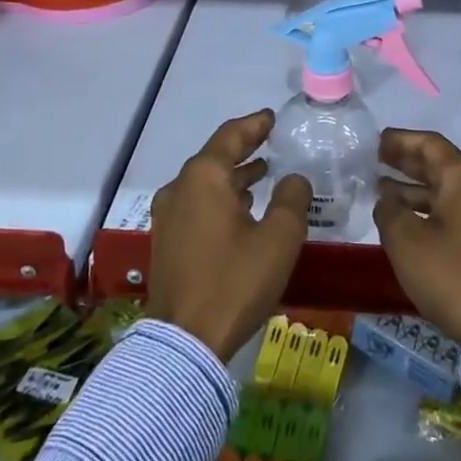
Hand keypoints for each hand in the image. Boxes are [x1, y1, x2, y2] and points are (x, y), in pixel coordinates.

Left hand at [145, 110, 310, 361]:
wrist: (185, 343)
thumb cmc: (235, 281)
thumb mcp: (279, 238)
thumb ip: (292, 198)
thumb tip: (293, 179)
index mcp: (204, 177)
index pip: (231, 135)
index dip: (254, 125)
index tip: (273, 118)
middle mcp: (179, 188)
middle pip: (215, 157)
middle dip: (244, 149)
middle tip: (272, 142)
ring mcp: (167, 216)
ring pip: (205, 183)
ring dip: (233, 176)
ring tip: (263, 174)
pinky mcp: (166, 241)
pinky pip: (197, 204)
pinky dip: (220, 198)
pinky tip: (242, 209)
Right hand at [373, 129, 460, 346]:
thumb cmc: (451, 274)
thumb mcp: (406, 241)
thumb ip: (389, 211)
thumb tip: (387, 199)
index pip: (430, 145)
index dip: (402, 140)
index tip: (378, 140)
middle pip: (441, 165)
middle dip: (408, 162)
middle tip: (378, 160)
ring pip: (449, 191)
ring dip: (417, 189)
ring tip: (384, 191)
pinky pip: (459, 211)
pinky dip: (432, 209)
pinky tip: (410, 220)